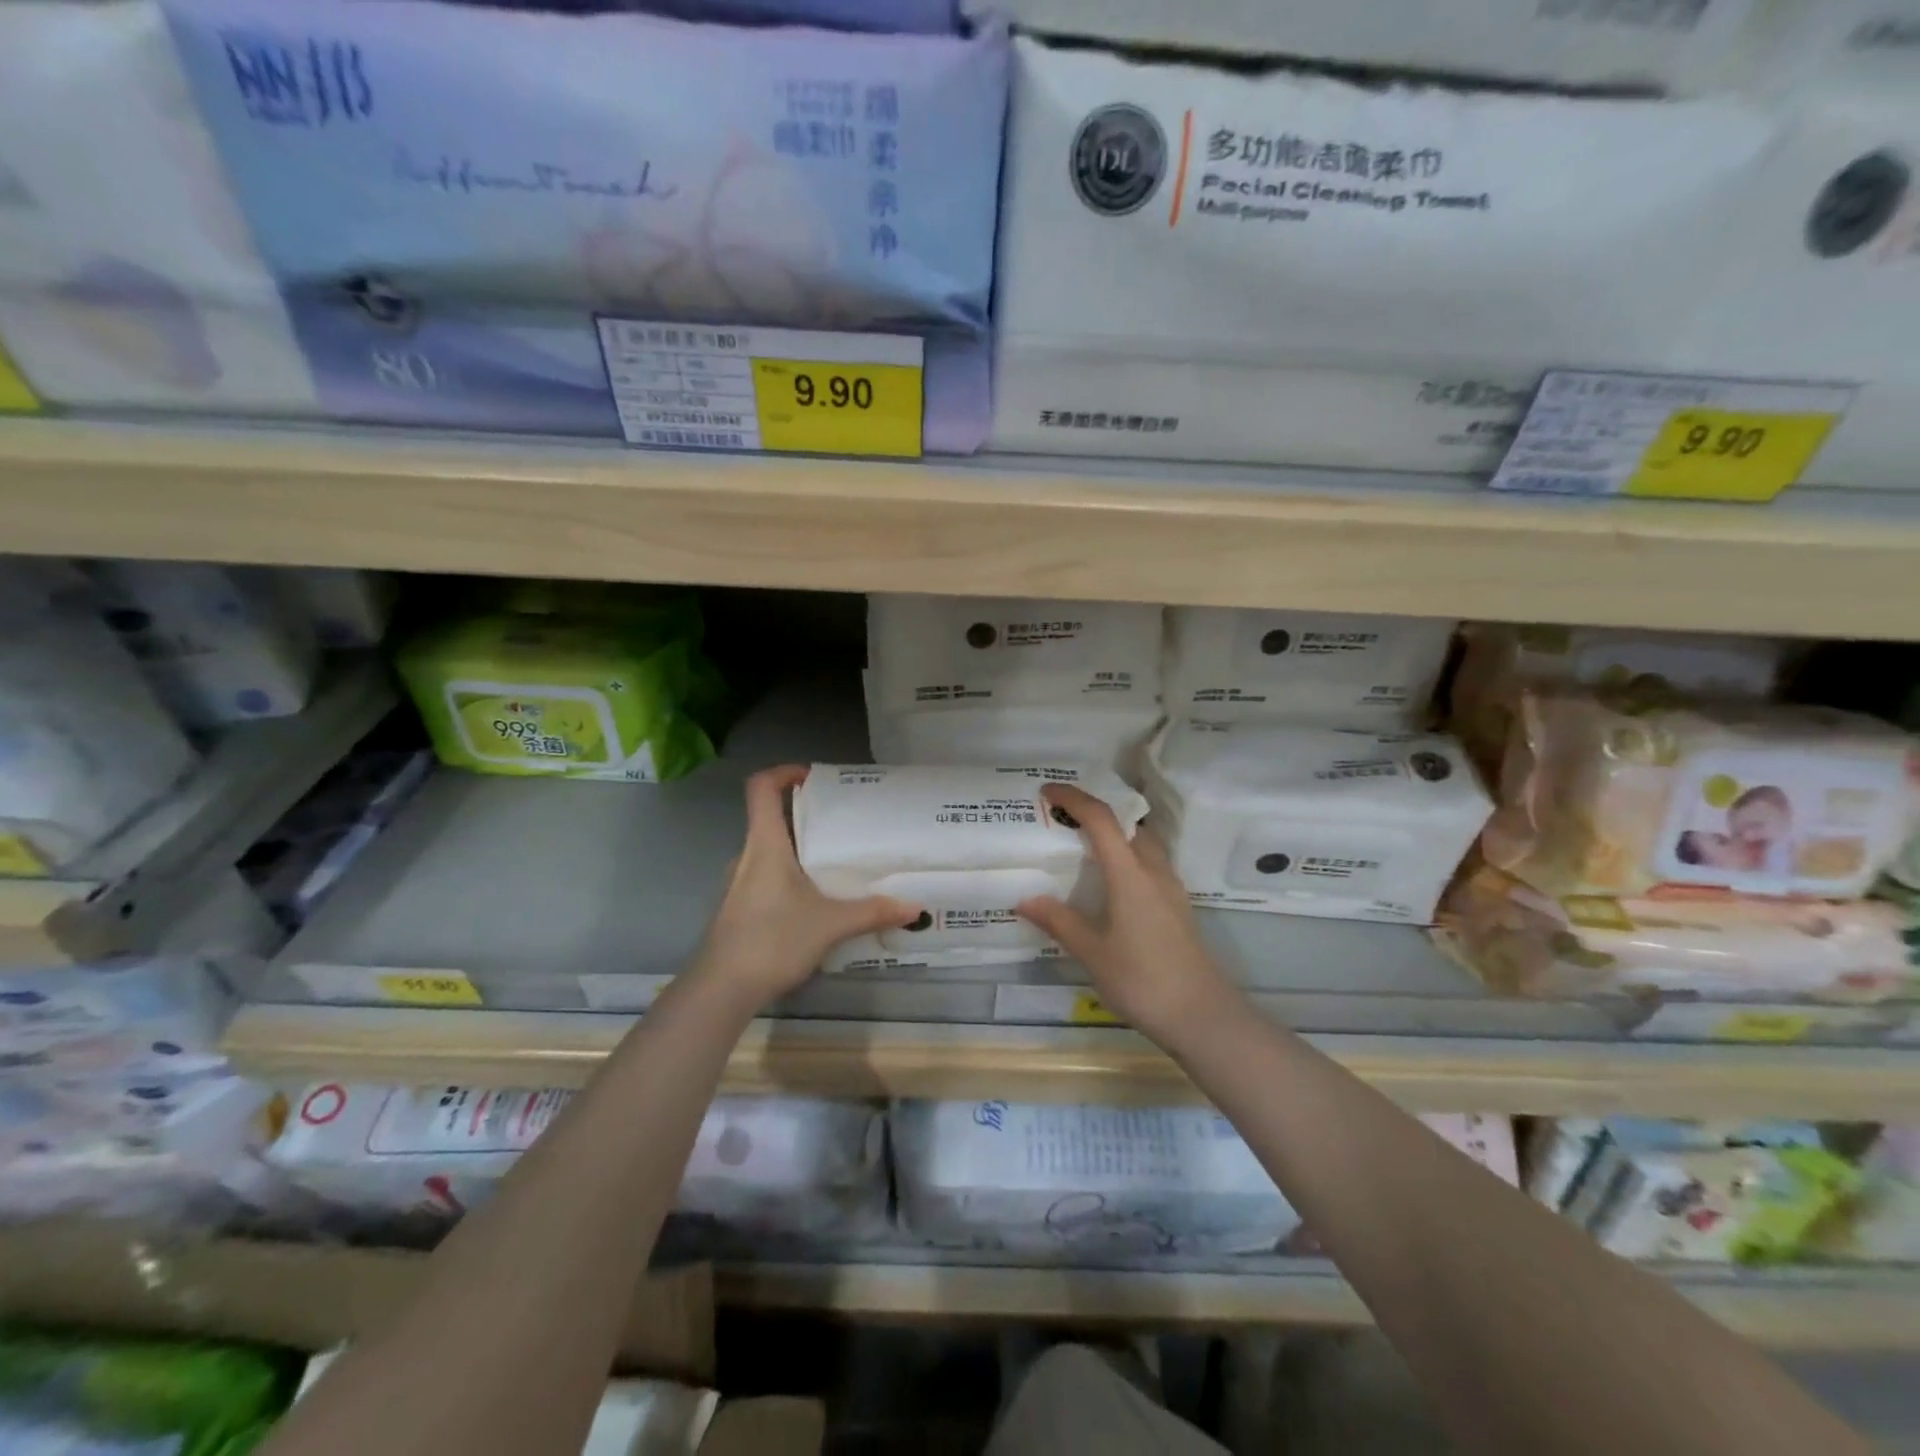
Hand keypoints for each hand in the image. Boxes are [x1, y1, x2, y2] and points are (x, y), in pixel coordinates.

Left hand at [689, 765, 920, 1010]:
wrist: (721, 990)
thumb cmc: (772, 940)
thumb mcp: (830, 925)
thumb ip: (872, 912)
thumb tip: (915, 907)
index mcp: (765, 845)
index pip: (761, 788)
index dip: (783, 772)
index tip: (813, 777)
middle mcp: (747, 856)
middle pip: (770, 818)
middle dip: (805, 816)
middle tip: (843, 825)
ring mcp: (738, 884)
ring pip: (769, 852)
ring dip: (798, 850)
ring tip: (835, 864)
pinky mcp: (739, 908)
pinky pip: (766, 878)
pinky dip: (790, 877)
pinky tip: (815, 902)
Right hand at [1017, 783, 1240, 1044]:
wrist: (1202, 1016)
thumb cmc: (1142, 980)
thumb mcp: (1092, 953)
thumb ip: (1059, 921)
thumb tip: (1025, 899)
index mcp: (1130, 874)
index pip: (1102, 820)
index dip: (1074, 798)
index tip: (1047, 791)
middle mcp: (1154, 871)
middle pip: (1127, 824)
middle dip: (1095, 812)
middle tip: (1063, 818)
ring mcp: (1171, 888)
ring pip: (1142, 843)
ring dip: (1115, 834)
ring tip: (1083, 846)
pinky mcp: (1177, 906)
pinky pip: (1149, 864)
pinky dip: (1126, 857)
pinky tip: (1110, 882)